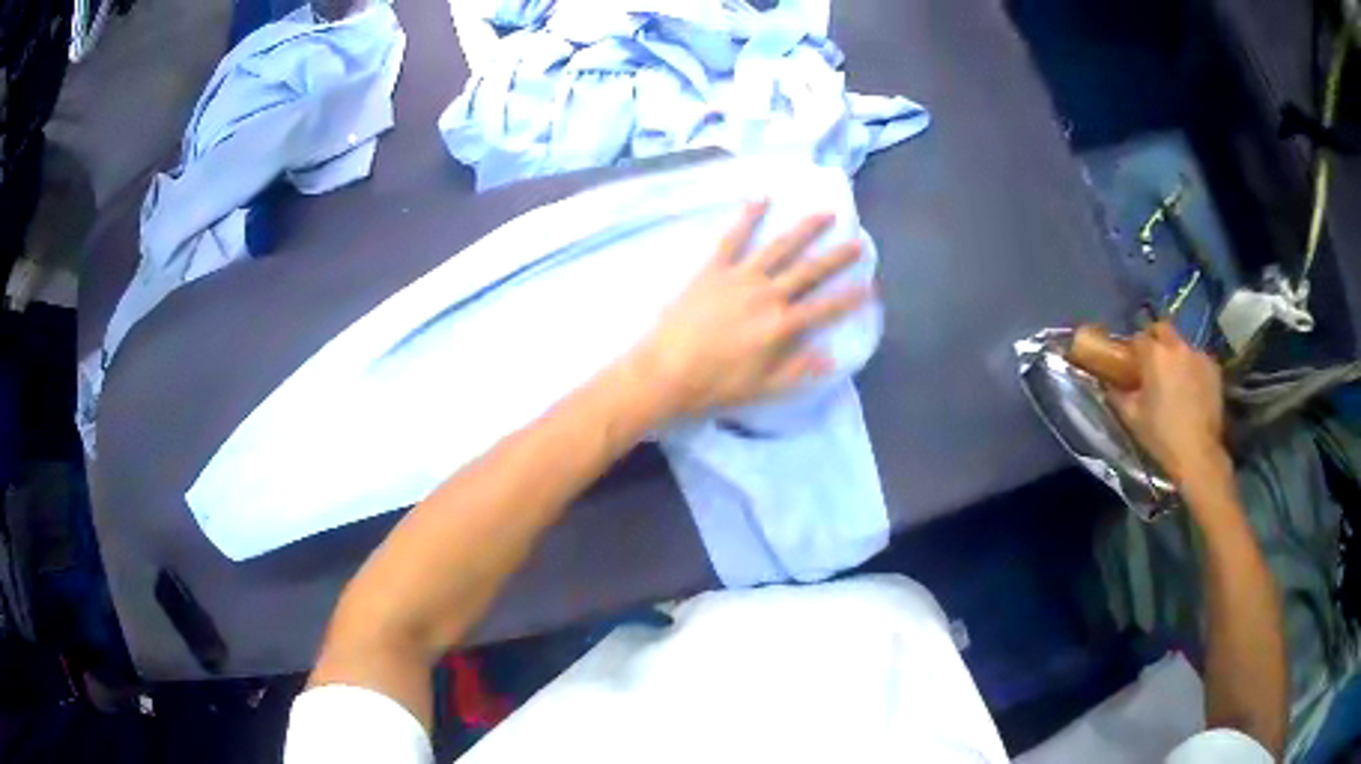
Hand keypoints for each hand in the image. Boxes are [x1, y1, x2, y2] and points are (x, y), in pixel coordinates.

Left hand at [632, 201, 869, 417]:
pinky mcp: (713, 268)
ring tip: (825, 213)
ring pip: (780, 247)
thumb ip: (798, 370)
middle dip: (837, 257)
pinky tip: (761, 197)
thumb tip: (830, 356)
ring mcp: (740, 277)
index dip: (850, 298)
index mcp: (782, 326)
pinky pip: (733, 237)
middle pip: (810, 271)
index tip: (870, 285)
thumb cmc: (715, 385)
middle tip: (857, 242)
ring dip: (804, 229)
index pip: (825, 308)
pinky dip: (748, 216)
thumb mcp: (763, 388)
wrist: (665, 371)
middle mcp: (768, 295)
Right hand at [1108, 322, 1230, 490]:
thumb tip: (1109, 386)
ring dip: (1176, 355)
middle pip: (1163, 329)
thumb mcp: (1133, 418)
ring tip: (1176, 379)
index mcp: (1154, 354)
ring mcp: (1198, 354)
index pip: (1138, 337)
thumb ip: (1118, 396)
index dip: (1134, 349)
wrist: (1197, 453)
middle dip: (1156, 339)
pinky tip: (1192, 388)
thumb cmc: (1161, 435)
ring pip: (1182, 345)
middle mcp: (1177, 346)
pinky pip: (1199, 360)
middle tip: (1154, 362)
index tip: (1133, 363)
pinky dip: (1193, 368)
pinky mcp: (1214, 368)